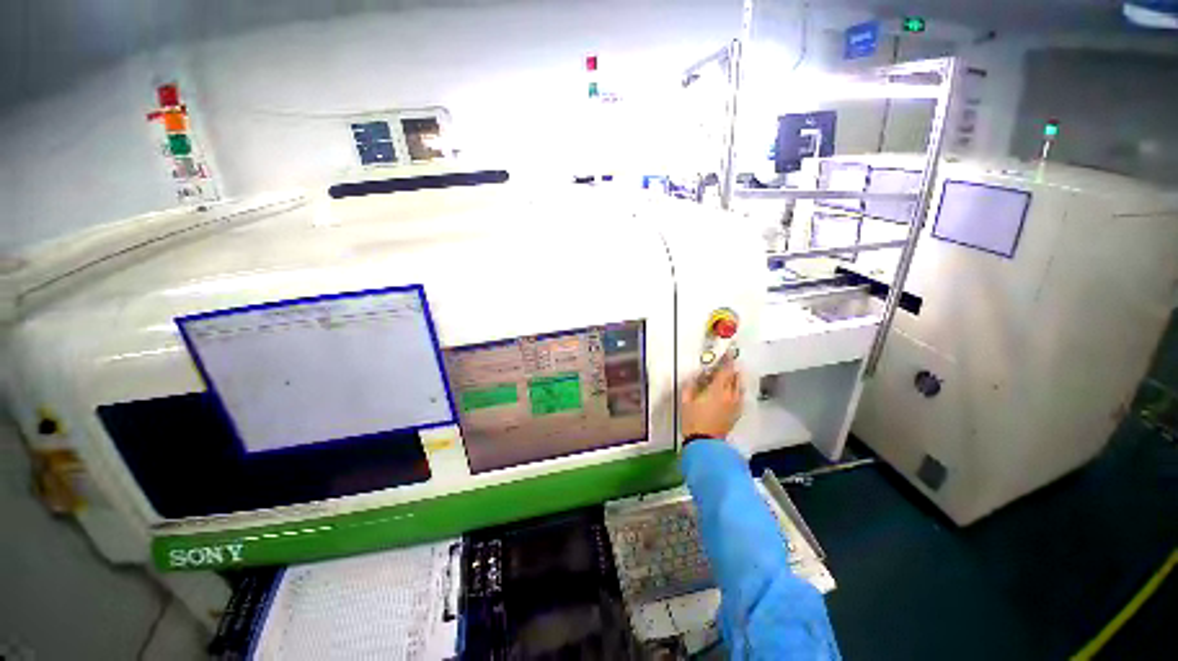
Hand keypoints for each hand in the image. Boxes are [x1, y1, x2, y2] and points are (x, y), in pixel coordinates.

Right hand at [681, 356, 744, 439]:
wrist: (704, 443)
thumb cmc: (693, 421)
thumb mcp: (686, 401)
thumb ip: (690, 386)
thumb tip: (694, 378)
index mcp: (717, 390)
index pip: (725, 371)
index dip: (727, 361)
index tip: (727, 354)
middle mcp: (730, 396)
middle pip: (735, 378)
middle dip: (732, 370)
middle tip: (727, 364)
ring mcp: (735, 406)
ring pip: (739, 388)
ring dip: (736, 380)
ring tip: (731, 377)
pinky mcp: (736, 414)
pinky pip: (739, 398)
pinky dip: (737, 391)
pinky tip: (732, 393)